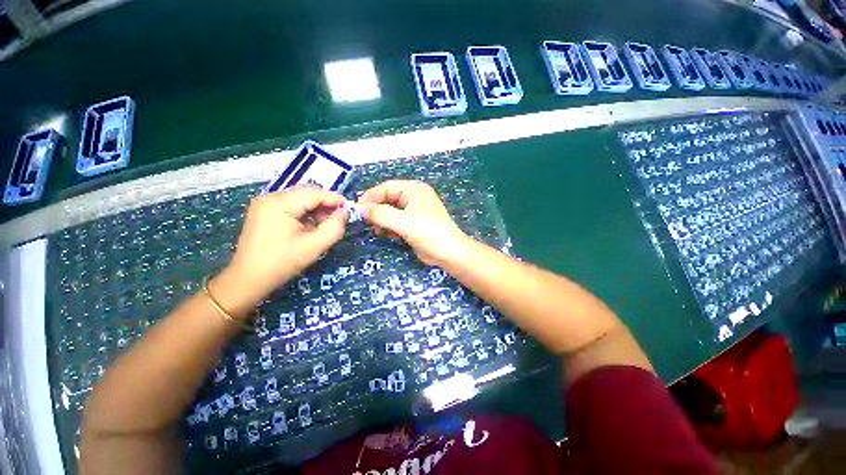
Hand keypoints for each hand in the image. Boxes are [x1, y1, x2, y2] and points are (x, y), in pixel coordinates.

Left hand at [212, 187, 346, 313]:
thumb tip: (344, 213)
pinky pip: (291, 206)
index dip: (334, 199)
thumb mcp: (314, 246)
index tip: (350, 208)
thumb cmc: (282, 263)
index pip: (314, 194)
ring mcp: (265, 204)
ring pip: (299, 199)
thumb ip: (334, 227)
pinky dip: (305, 213)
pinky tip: (312, 225)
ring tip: (327, 223)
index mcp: (279, 203)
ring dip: (316, 208)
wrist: (248, 280)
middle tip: (340, 217)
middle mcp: (270, 198)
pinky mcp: (264, 212)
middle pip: (306, 193)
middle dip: (325, 203)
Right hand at [357, 180, 469, 265]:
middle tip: (367, 222)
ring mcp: (414, 211)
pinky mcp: (414, 224)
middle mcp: (414, 197)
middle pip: (388, 199)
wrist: (448, 253)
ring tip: (378, 231)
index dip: (371, 197)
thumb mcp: (403, 222)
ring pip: (391, 211)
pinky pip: (396, 221)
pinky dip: (390, 227)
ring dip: (382, 220)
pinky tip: (388, 235)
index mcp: (414, 190)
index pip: (386, 187)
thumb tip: (360, 208)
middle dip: (376, 210)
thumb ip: (380, 213)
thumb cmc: (428, 232)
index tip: (358, 210)